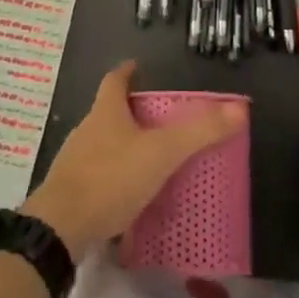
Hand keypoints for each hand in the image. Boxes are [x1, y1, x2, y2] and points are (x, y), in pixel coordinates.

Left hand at [22, 62, 244, 253]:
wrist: (60, 229)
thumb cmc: (110, 178)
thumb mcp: (161, 154)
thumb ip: (199, 133)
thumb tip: (238, 108)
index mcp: (106, 112)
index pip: (115, 80)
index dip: (127, 72)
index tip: (137, 68)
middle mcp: (87, 130)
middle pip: (109, 112)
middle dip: (131, 113)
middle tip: (159, 121)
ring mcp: (75, 162)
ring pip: (103, 145)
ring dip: (124, 148)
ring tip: (151, 160)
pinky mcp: (71, 193)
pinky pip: (98, 178)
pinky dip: (115, 180)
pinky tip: (131, 198)